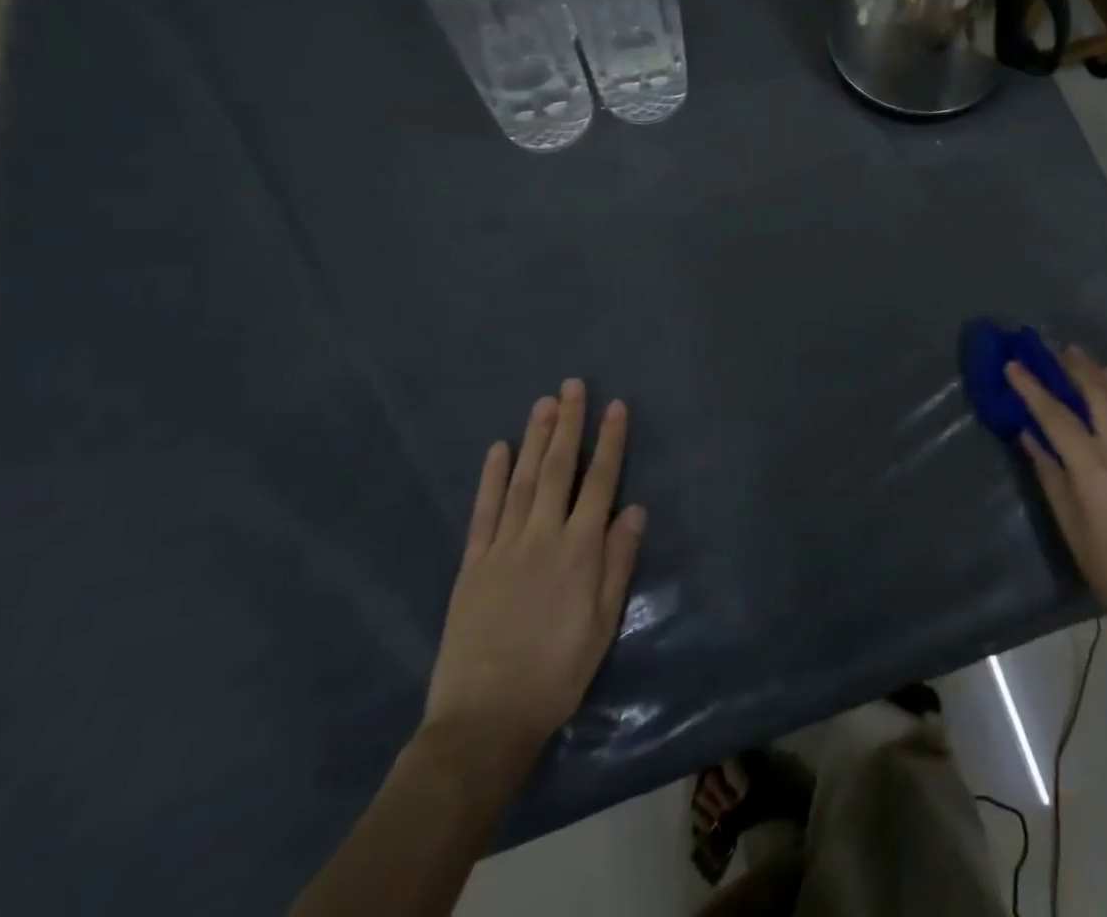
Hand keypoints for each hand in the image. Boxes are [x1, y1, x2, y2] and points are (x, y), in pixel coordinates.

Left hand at [422, 380, 646, 762]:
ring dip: (534, 439)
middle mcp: (542, 537)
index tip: (616, 407)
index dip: (609, 442)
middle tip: (572, 385)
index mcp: (579, 550)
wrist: (484, 721)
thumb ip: (618, 562)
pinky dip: (490, 478)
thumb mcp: (603, 623)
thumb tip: (634, 509)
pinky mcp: (472, 565)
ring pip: (521, 480)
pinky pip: (483, 512)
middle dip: (568, 424)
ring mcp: (503, 547)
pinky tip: (497, 450)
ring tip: (544, 403)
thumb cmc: (557, 672)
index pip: (599, 482)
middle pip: (558, 469)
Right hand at [1007, 348, 1106, 656]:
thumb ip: (1050, 474)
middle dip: (1073, 369)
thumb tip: (1030, 436)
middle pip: (1096, 396)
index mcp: (1092, 470)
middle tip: (1054, 349)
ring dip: (1099, 374)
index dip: (1032, 389)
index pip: (1056, 417)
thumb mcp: (1069, 525)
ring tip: (1081, 356)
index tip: (1014, 365)